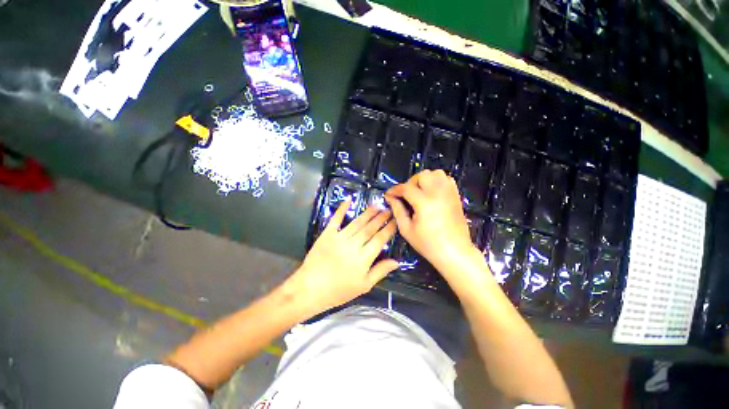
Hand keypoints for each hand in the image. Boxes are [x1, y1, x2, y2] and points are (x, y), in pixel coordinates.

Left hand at [285, 199, 398, 317]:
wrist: (310, 289)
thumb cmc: (338, 290)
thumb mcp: (363, 286)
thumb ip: (380, 271)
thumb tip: (396, 261)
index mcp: (363, 259)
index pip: (380, 240)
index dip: (388, 229)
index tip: (395, 220)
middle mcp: (353, 245)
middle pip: (370, 229)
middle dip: (381, 218)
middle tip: (388, 209)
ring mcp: (339, 238)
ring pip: (357, 223)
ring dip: (367, 213)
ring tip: (376, 205)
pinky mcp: (327, 234)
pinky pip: (336, 219)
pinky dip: (342, 208)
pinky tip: (349, 199)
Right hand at [385, 170, 476, 273]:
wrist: (455, 252)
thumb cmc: (428, 244)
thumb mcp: (407, 229)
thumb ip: (397, 210)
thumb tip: (390, 198)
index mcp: (424, 202)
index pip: (406, 188)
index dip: (395, 190)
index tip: (389, 195)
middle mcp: (438, 193)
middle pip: (422, 175)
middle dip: (410, 183)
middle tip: (406, 196)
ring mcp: (449, 193)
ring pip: (436, 173)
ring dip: (425, 180)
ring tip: (420, 192)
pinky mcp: (456, 196)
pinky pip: (446, 179)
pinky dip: (437, 181)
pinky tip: (432, 193)